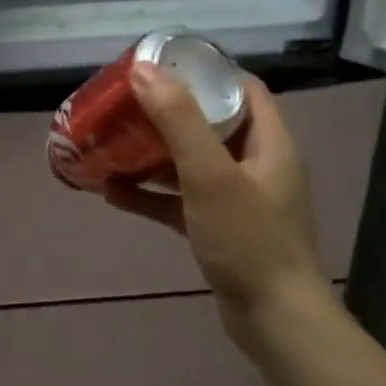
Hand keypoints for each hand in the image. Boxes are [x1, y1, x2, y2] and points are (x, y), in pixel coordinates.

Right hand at [102, 64, 336, 356]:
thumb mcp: (210, 175)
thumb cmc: (248, 240)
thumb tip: (143, 70)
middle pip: (210, 122)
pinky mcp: (219, 227)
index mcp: (269, 142)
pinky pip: (180, 199)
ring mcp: (238, 198)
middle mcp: (257, 164)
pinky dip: (151, 193)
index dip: (204, 71)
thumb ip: (179, 121)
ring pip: (191, 162)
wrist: (273, 320)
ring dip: (153, 152)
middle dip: (167, 111)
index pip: (241, 88)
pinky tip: (112, 191)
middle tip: (126, 102)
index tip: (160, 65)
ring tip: (113, 140)